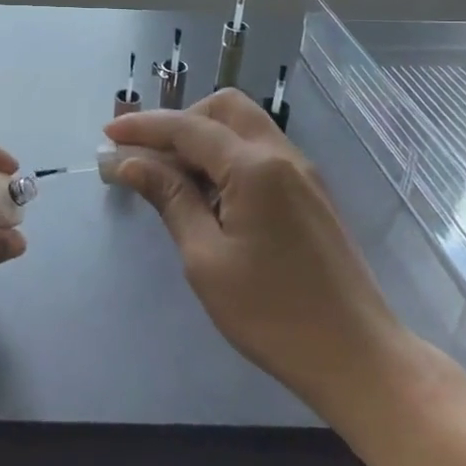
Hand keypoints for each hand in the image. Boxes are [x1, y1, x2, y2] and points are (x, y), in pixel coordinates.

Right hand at [104, 91, 413, 421]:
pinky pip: (261, 152)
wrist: (358, 357)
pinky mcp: (311, 193)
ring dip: (204, 138)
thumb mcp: (206, 258)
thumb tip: (130, 162)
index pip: (188, 128)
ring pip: (245, 127)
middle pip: (224, 108)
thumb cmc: (272, 313)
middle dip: (180, 121)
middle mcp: (282, 155)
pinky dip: (228, 156)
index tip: (108, 136)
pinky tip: (210, 195)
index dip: (143, 128)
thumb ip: (170, 198)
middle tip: (148, 155)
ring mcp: (302, 173)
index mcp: (255, 167)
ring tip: (172, 177)